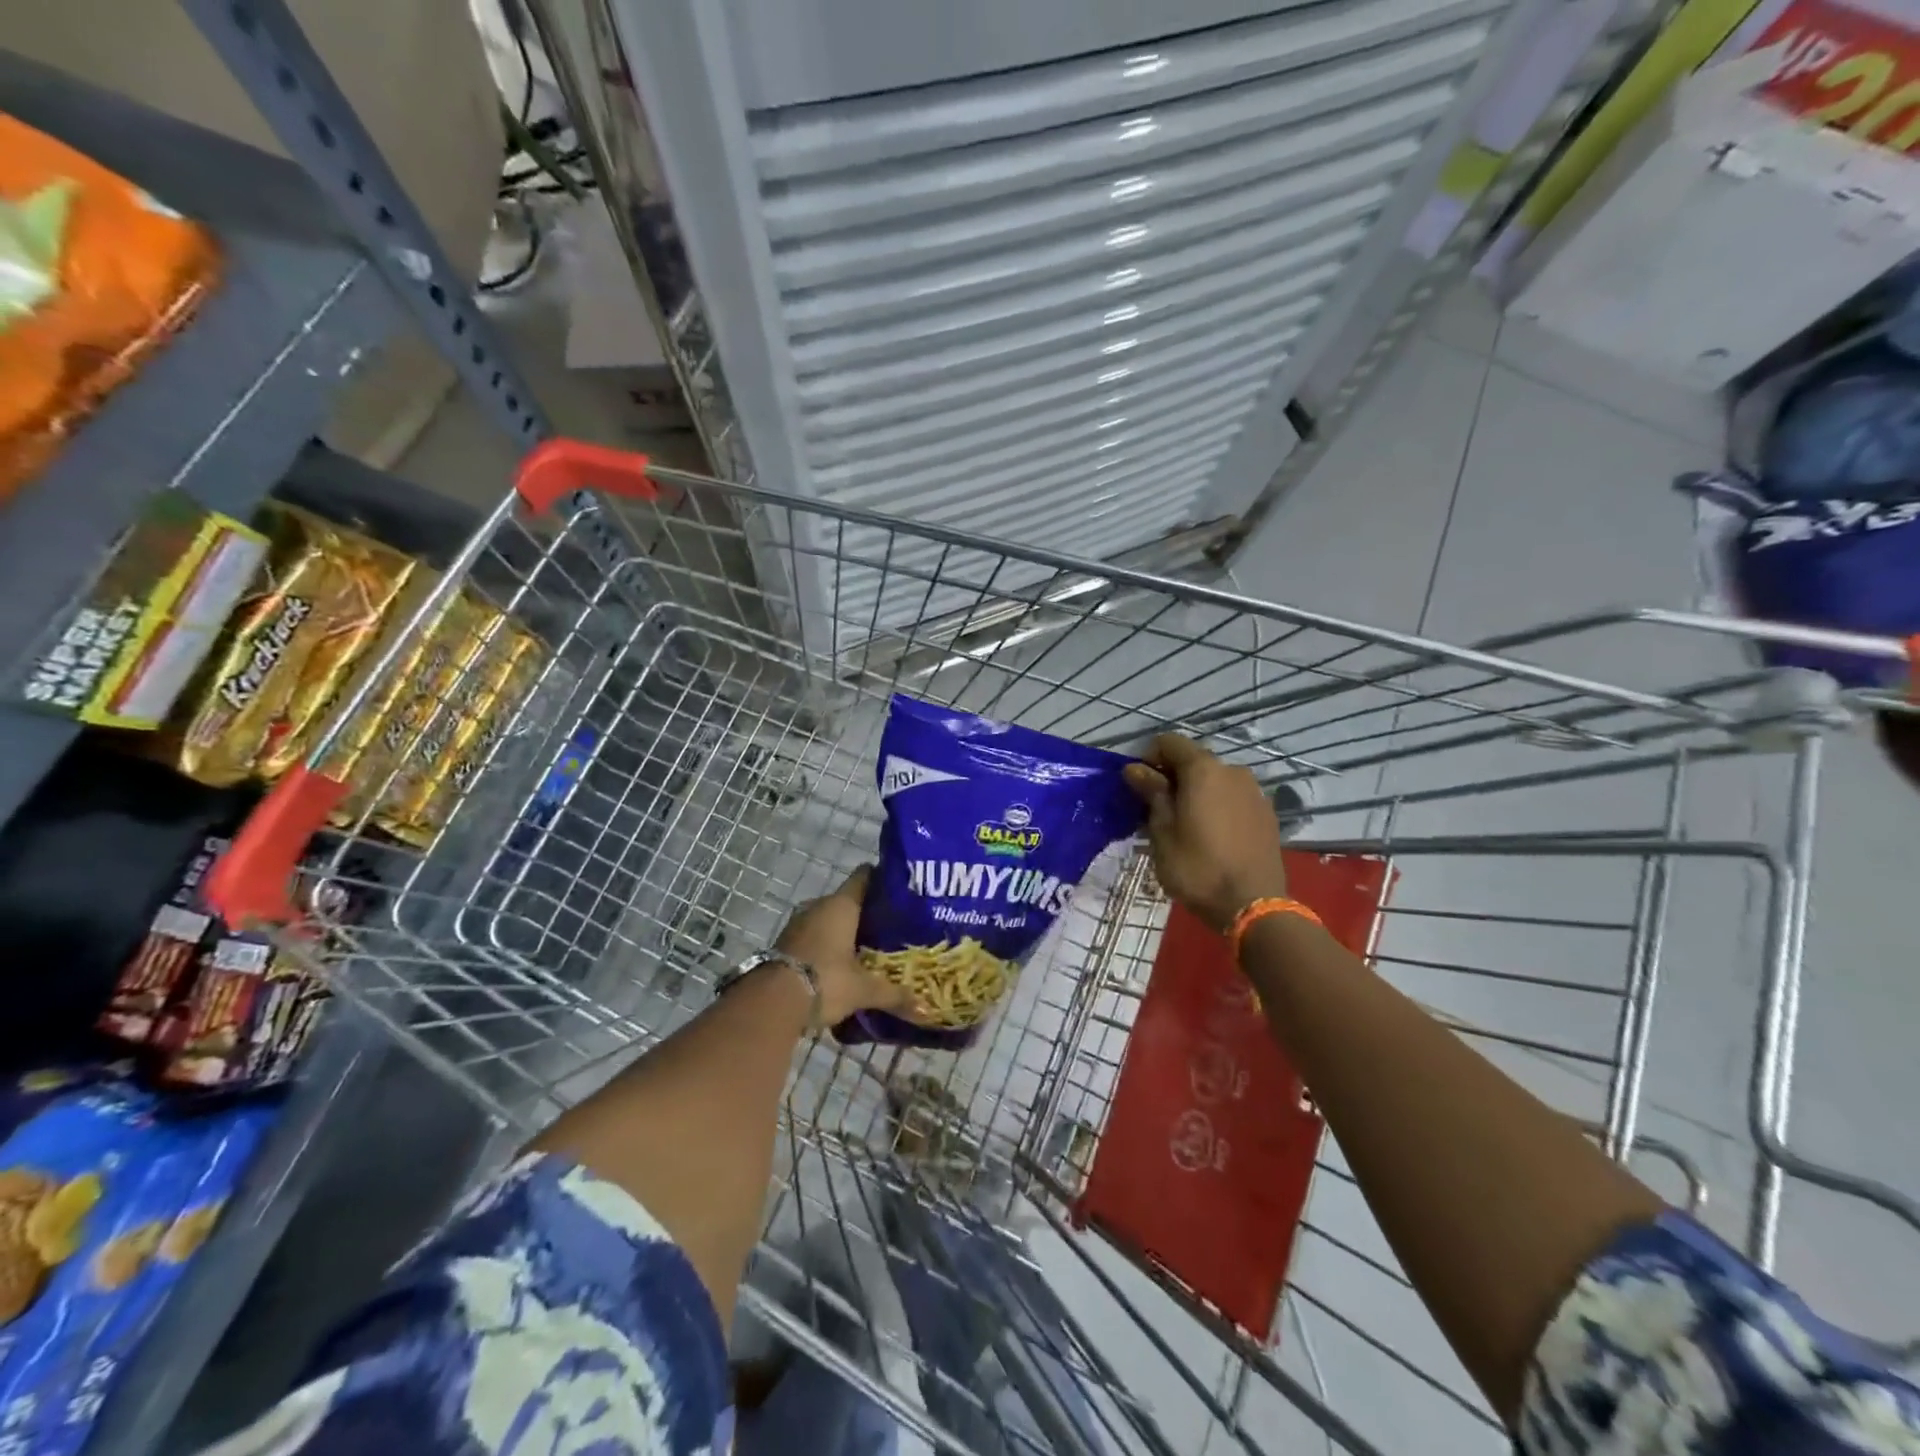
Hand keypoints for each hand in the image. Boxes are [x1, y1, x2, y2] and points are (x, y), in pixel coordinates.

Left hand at [775, 865, 920, 1027]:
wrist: (771, 1004)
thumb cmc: (826, 980)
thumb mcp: (864, 990)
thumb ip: (894, 995)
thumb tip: (924, 1009)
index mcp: (840, 904)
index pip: (864, 877)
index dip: (881, 879)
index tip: (900, 889)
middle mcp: (818, 906)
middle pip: (847, 900)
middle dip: (865, 912)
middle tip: (890, 926)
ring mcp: (797, 924)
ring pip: (827, 920)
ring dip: (843, 931)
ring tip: (867, 947)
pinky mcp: (784, 944)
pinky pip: (812, 937)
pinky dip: (826, 946)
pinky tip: (840, 964)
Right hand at [1122, 734, 1288, 934]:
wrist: (1253, 905)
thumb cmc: (1197, 867)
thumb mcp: (1162, 832)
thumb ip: (1152, 793)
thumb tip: (1135, 768)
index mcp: (1203, 770)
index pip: (1170, 742)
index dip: (1149, 757)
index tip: (1139, 785)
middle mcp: (1232, 771)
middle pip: (1194, 761)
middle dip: (1172, 777)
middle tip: (1156, 808)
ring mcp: (1254, 792)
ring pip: (1215, 780)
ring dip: (1196, 792)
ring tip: (1184, 824)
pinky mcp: (1266, 814)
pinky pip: (1233, 798)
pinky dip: (1217, 806)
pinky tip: (1210, 835)